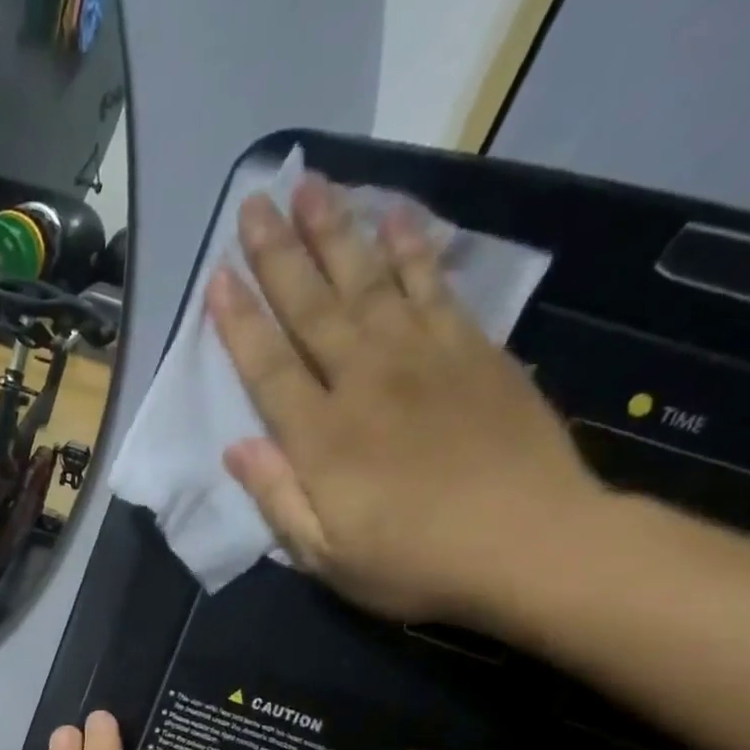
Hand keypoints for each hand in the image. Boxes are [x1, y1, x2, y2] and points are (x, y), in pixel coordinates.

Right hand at [207, 175, 604, 625]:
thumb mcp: (326, 557)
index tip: (218, 278)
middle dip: (278, 256)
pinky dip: (413, 249)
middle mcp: (365, 383)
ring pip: (370, 281)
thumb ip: (278, 500)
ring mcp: (423, 359)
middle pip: (313, 308)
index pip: (269, 369)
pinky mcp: (474, 351)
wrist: (532, 545)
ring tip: (311, 185)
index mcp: (322, 439)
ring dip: (337, 231)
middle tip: (253, 204)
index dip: (240, 323)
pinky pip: (435, 286)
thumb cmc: (415, 563)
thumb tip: (235, 449)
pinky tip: (396, 217)